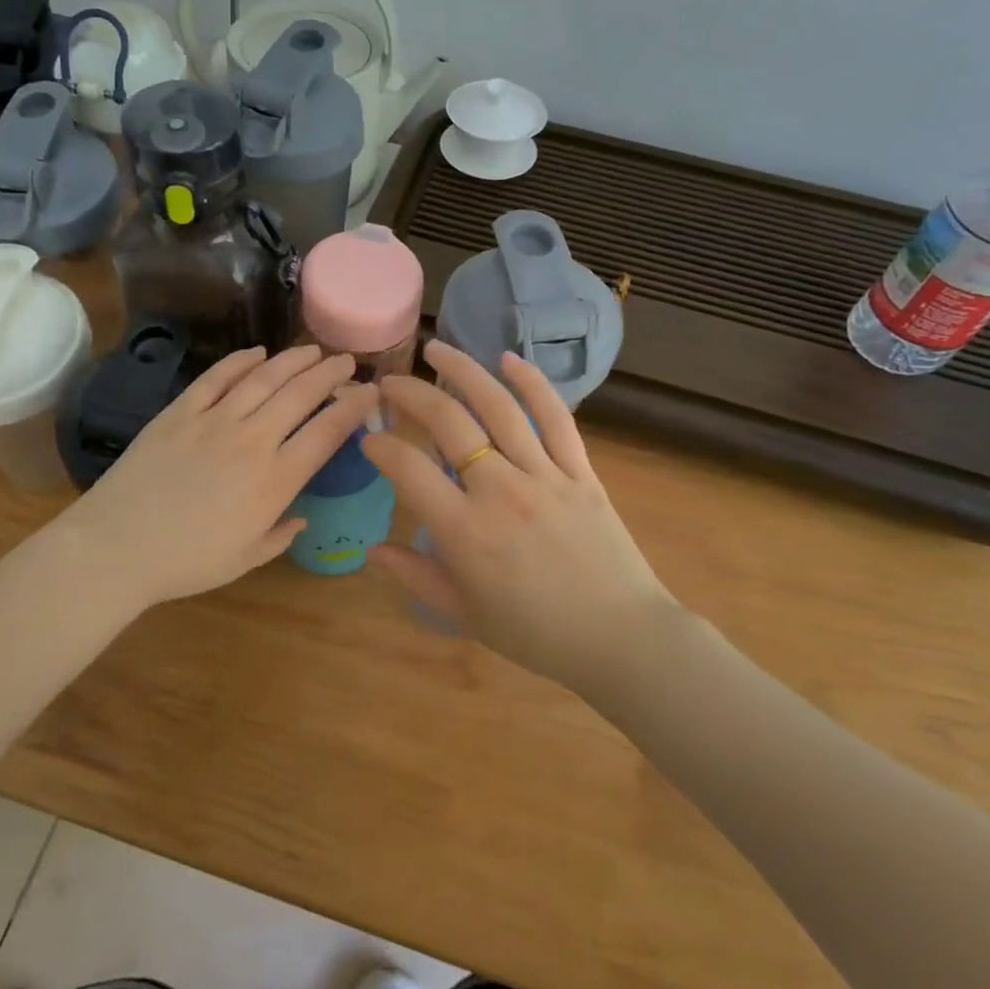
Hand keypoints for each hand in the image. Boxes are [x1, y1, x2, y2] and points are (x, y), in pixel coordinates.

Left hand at [48, 345, 378, 611]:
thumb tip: (301, 517)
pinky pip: (217, 377)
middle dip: (329, 373)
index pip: (326, 432)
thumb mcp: (245, 559)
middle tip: (346, 360)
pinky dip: (240, 361)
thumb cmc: (187, 562)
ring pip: (264, 378)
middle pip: (300, 395)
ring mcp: (215, 420)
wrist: (118, 546)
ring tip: (312, 350)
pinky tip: (256, 353)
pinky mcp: (180, 411)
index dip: (353, 407)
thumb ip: (280, 534)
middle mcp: (253, 440)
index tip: (370, 392)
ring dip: (293, 360)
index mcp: (275, 480)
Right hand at [361, 340, 676, 689]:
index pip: (408, 470)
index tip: (369, 438)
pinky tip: (509, 359)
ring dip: (463, 371)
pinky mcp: (580, 471)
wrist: (621, 639)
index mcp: (465, 532)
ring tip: (436, 349)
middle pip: (449, 423)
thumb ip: (415, 575)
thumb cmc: (535, 634)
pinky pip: (556, 419)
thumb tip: (373, 549)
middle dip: (411, 394)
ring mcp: (544, 475)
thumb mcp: (464, 613)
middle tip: (389, 382)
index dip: (380, 447)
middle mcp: (500, 491)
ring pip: (498, 408)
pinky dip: (533, 385)